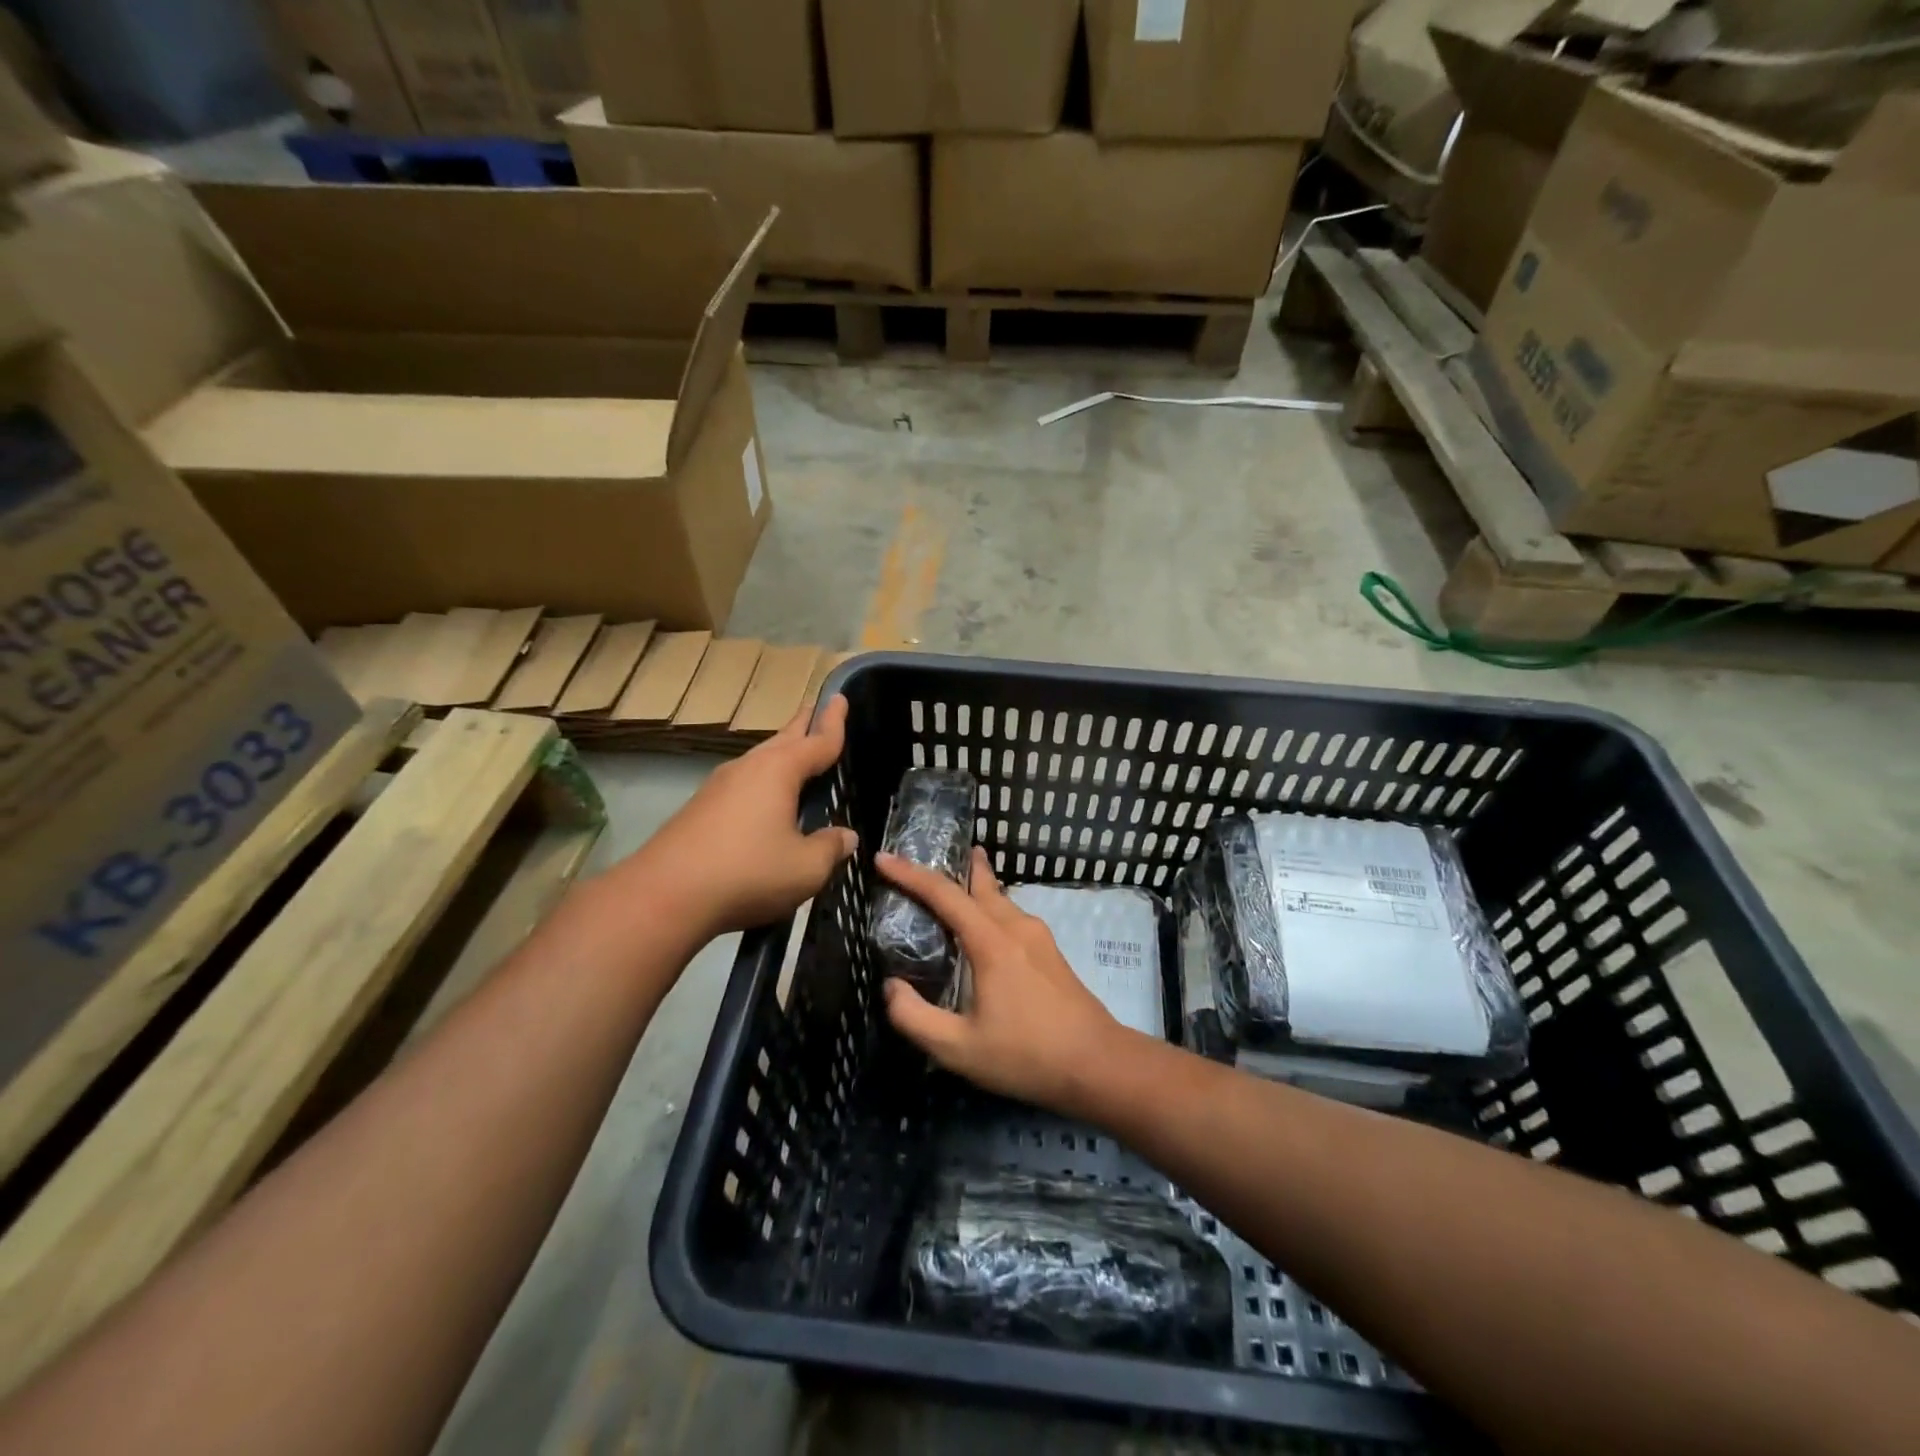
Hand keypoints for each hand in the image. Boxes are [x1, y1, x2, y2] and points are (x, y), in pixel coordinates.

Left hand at [630, 694, 857, 937]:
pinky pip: (743, 784)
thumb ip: (830, 848)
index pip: (817, 741)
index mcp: (778, 771)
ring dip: (782, 754)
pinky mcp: (700, 809)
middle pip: (784, 740)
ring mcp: (719, 787)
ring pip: (760, 761)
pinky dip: (763, 782)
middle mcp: (748, 768)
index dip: (834, 722)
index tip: (841, 697)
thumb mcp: (805, 868)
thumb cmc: (747, 873)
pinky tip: (765, 801)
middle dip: (804, 725)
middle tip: (819, 710)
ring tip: (798, 755)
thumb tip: (845, 836)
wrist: (663, 897)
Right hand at [876, 847, 1122, 1114]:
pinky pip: (1012, 915)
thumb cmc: (1026, 1055)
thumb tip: (891, 987)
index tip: (883, 858)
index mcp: (991, 943)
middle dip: (954, 865)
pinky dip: (990, 906)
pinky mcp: (1051, 953)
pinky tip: (987, 924)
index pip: (944, 895)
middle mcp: (1016, 928)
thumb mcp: (958, 1049)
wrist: (1098, 1065)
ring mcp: (1039, 938)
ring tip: (958, 879)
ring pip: (1000, 898)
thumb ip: (915, 1017)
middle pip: (980, 884)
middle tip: (929, 852)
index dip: (910, 874)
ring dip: (976, 884)